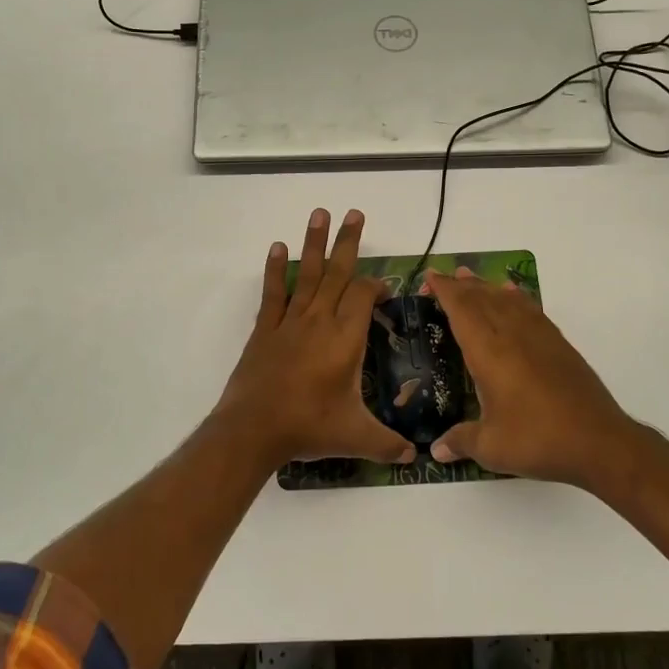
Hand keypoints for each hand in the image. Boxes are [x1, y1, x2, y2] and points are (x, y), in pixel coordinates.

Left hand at [214, 209, 415, 470]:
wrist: (253, 429)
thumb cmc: (308, 426)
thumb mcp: (356, 437)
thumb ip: (388, 444)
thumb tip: (416, 455)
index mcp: (345, 337)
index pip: (364, 295)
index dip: (376, 285)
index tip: (384, 289)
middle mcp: (319, 319)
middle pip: (338, 272)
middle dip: (348, 242)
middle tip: (355, 213)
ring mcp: (290, 321)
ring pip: (307, 274)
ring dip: (314, 243)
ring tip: (320, 213)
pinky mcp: (265, 329)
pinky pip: (274, 293)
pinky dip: (276, 270)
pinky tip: (277, 247)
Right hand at [423, 267, 651, 491]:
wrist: (599, 442)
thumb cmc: (538, 440)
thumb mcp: (492, 447)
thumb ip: (461, 442)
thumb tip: (435, 450)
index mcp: (489, 352)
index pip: (462, 310)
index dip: (445, 291)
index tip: (431, 276)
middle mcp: (512, 335)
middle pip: (483, 299)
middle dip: (462, 286)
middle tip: (445, 276)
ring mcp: (539, 337)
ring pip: (508, 300)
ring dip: (487, 287)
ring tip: (472, 278)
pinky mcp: (559, 345)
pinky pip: (531, 310)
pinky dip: (517, 298)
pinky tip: (513, 296)